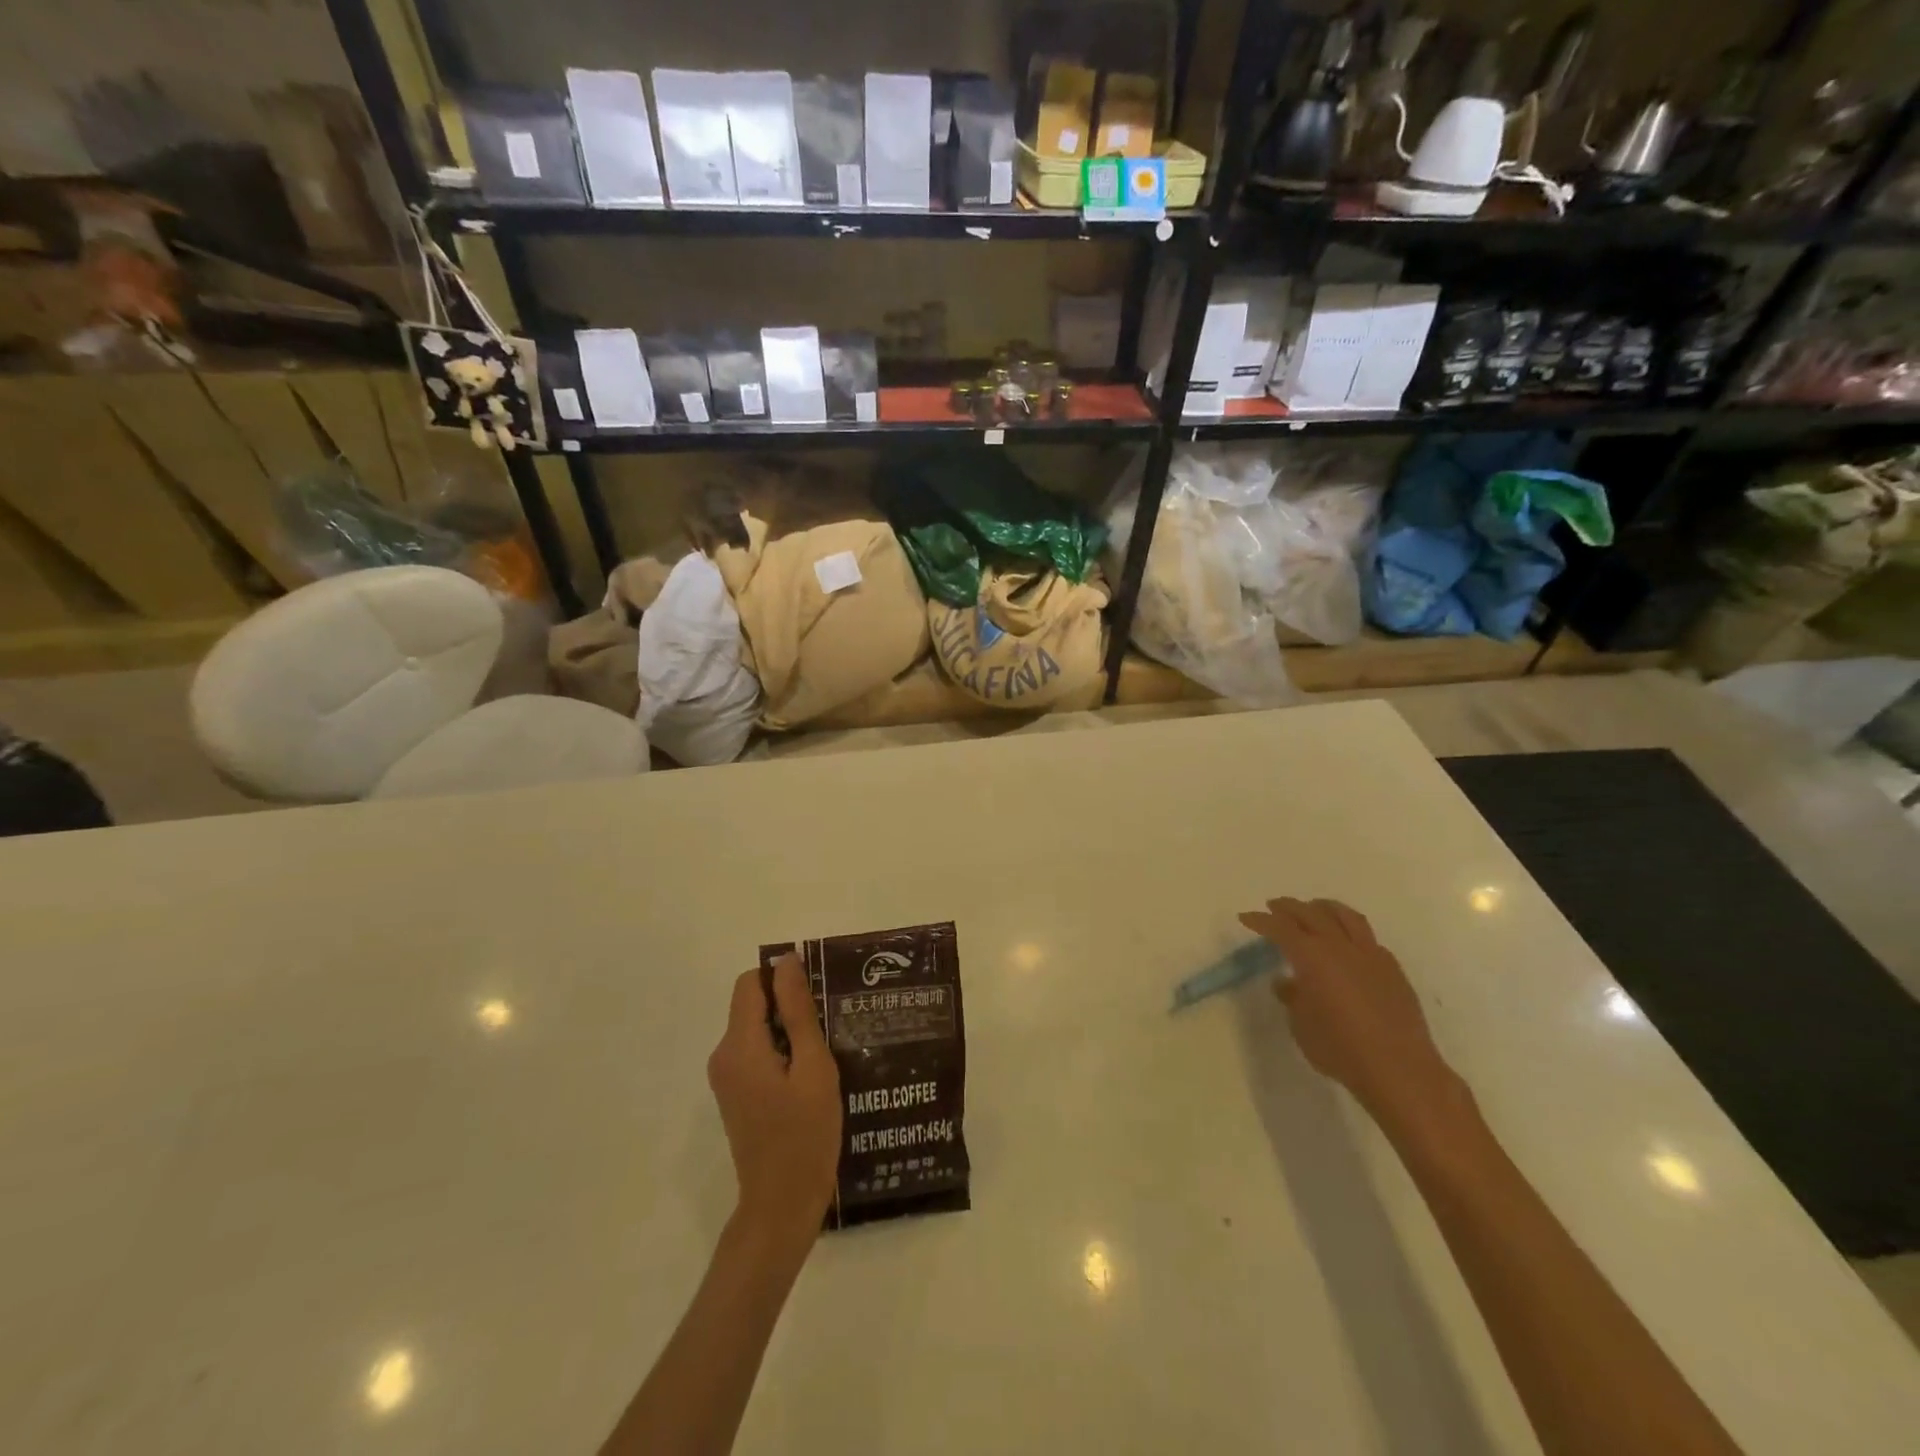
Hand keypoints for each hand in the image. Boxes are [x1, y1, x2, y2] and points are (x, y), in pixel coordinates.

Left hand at [707, 956, 842, 1242]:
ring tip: (825, 1050)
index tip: (817, 995)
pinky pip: (756, 1051)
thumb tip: (787, 961)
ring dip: (788, 1029)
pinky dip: (781, 1050)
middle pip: (752, 1004)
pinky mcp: (735, 1093)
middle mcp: (724, 1055)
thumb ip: (799, 1011)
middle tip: (829, 1024)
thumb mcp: (813, 1067)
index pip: (751, 983)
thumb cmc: (805, 1134)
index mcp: (739, 1045)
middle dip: (788, 1004)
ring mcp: (726, 1077)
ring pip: (756, 1027)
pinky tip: (810, 1073)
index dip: (782, 978)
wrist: (782, 1205)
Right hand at [1238, 897, 1455, 1121]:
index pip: (1280, 928)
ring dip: (1323, 907)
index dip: (1261, 920)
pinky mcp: (1392, 969)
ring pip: (1345, 916)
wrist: (1400, 1070)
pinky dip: (1350, 931)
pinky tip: (1346, 943)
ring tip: (1313, 908)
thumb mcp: (1301, 1026)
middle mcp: (1340, 947)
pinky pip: (1367, 938)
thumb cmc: (1340, 1049)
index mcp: (1312, 957)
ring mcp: (1370, 955)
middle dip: (1289, 907)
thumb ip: (1292, 998)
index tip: (1246, 917)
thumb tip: (1287, 982)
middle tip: (1274, 907)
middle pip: (1311, 913)